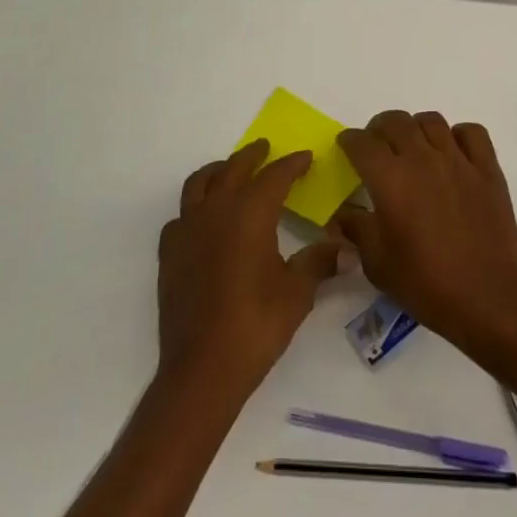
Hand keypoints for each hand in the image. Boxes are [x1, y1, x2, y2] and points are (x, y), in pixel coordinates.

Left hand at [157, 141, 340, 398]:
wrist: (203, 367)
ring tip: (230, 171)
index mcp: (250, 212)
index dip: (292, 164)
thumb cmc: (256, 324)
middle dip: (253, 156)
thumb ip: (319, 263)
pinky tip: (203, 221)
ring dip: (218, 172)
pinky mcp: (169, 253)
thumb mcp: (297, 292)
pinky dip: (194, 208)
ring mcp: (187, 229)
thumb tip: (348, 251)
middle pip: (234, 169)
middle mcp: (216, 210)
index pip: (275, 175)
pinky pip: (181, 215)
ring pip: (200, 184)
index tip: (305, 158)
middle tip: (266, 149)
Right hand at [333, 111, 516, 355]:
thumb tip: (341, 215)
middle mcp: (422, 159)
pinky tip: (453, 153)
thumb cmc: (425, 283)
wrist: (487, 297)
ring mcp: (458, 160)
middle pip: (395, 121)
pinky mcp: (487, 169)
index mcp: (390, 179)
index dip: (349, 140)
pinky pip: (471, 132)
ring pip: (431, 121)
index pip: (362, 142)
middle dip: (379, 129)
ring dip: (416, 128)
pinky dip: (459, 135)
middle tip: (377, 147)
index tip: (347, 147)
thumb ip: (356, 230)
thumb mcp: (377, 264)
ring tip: (414, 147)